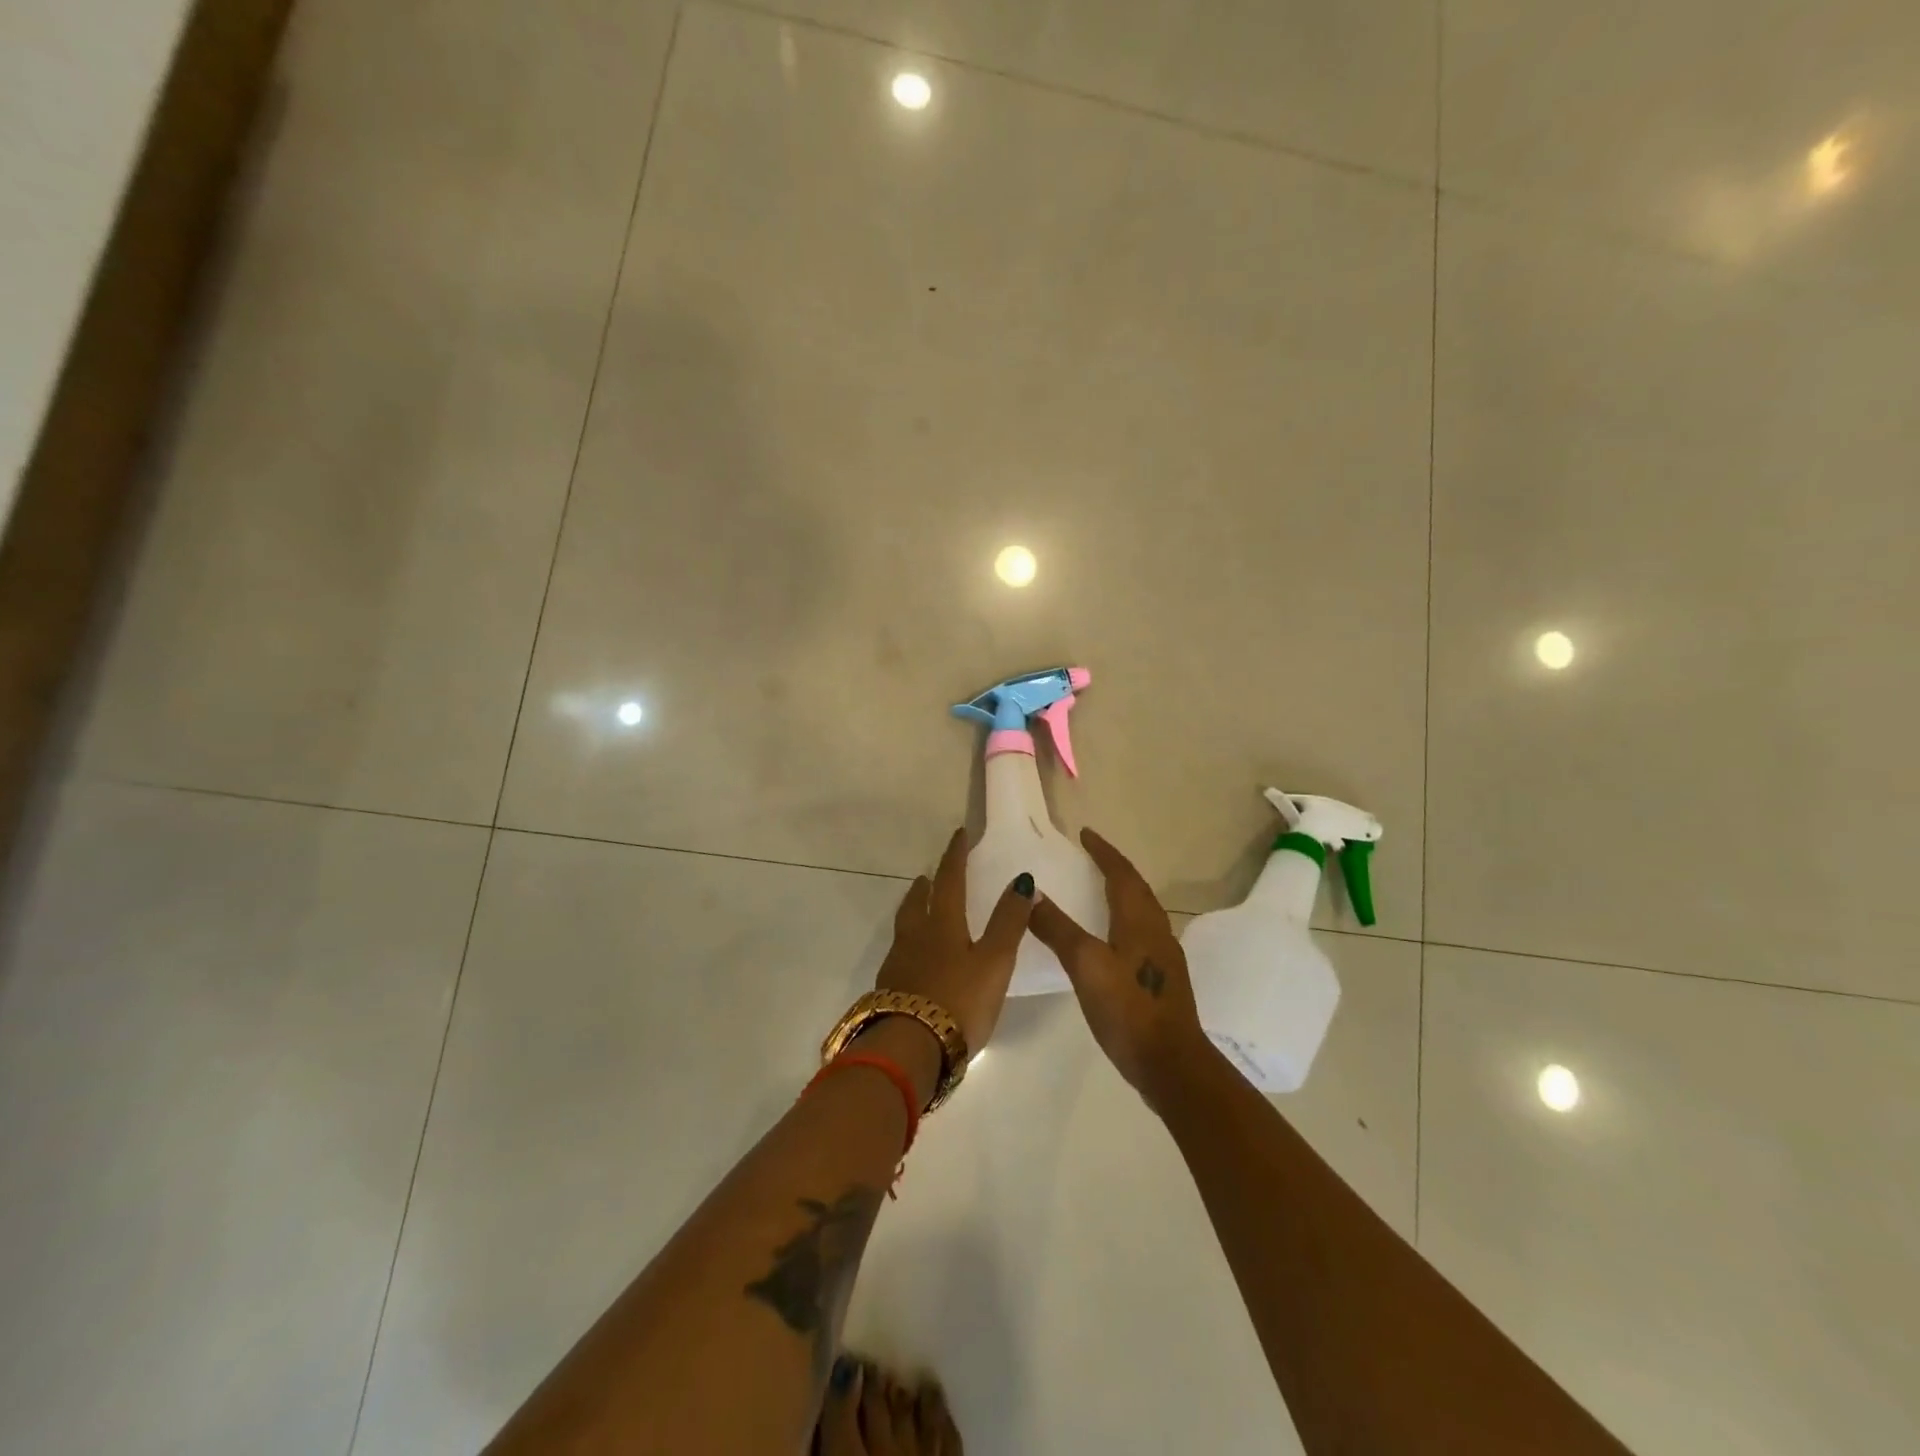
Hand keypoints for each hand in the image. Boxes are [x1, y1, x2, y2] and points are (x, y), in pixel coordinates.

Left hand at [873, 827, 1035, 1064]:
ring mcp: (898, 965)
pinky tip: (914, 960)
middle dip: (926, 886)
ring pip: (905, 928)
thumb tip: (1021, 880)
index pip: (950, 881)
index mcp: (942, 926)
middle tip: (928, 876)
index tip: (959, 834)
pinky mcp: (890, 991)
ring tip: (920, 910)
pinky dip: (909, 945)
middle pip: (917, 903)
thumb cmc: (959, 1001)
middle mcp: (915, 938)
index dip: (955, 856)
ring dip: (913, 912)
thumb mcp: (994, 961)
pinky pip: (899, 955)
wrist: (910, 1049)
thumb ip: (1008, 922)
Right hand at [1028, 828, 1206, 1107]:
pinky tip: (1113, 937)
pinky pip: (1143, 932)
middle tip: (1091, 856)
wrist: (1172, 1063)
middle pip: (1137, 888)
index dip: (1103, 852)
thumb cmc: (1127, 1009)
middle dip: (1115, 868)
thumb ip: (1058, 928)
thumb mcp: (1085, 965)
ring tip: (1100, 889)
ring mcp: (1164, 956)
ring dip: (1123, 892)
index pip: (1121, 873)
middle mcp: (1156, 931)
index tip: (1085, 834)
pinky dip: (1125, 918)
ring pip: (1142, 910)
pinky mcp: (1163, 978)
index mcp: (1139, 920)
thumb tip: (1033, 893)